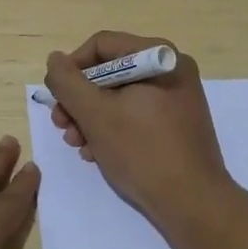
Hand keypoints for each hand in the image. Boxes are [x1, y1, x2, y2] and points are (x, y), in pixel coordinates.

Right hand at [45, 32, 234, 227]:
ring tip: (77, 145)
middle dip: (79, 100)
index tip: (56, 99)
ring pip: (119, 96)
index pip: (101, 45)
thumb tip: (55, 59)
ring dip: (91, 118)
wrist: (192, 203)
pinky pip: (135, 114)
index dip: (71, 68)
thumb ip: (67, 82)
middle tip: (62, 126)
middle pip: (109, 72)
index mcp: (158, 57)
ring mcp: (176, 98)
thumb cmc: (142, 151)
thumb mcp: (95, 114)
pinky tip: (96, 153)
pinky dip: (112, 129)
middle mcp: (171, 70)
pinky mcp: (176, 124)